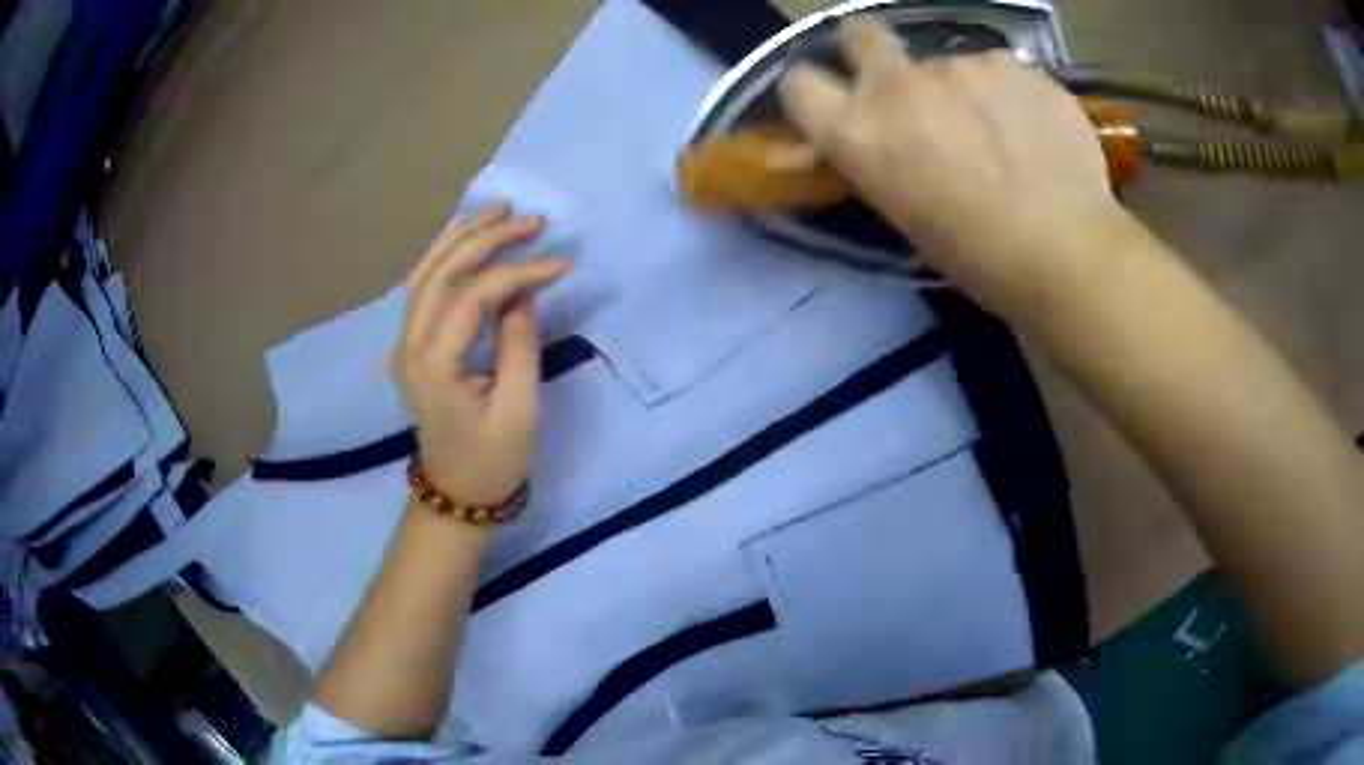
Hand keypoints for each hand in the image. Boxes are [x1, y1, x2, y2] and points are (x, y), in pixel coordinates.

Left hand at [391, 205, 569, 505]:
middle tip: (529, 219)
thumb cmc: (492, 460)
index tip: (560, 263)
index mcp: (433, 364)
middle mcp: (410, 344)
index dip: (517, 273)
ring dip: (461, 237)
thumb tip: (523, 292)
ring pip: (425, 273)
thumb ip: (519, 343)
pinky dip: (446, 257)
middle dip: (486, 239)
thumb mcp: (519, 408)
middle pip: (441, 272)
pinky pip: (424, 288)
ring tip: (496, 211)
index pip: (472, 296)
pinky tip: (468, 240)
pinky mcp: (412, 345)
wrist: (456, 494)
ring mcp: (405, 343)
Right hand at [778, 19, 1129, 318]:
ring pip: (948, 61)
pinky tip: (1036, 130)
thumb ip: (886, 158)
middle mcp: (896, 85)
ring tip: (1004, 133)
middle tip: (907, 85)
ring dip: (963, 87)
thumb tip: (891, 137)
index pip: (799, 83)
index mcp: (858, 133)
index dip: (816, 89)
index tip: (838, 99)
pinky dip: (1011, 93)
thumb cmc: (982, 260)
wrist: (1067, 256)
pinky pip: (1001, 70)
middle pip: (858, 32)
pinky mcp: (1012, 63)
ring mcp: (958, 65)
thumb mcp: (908, 216)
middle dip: (871, 49)